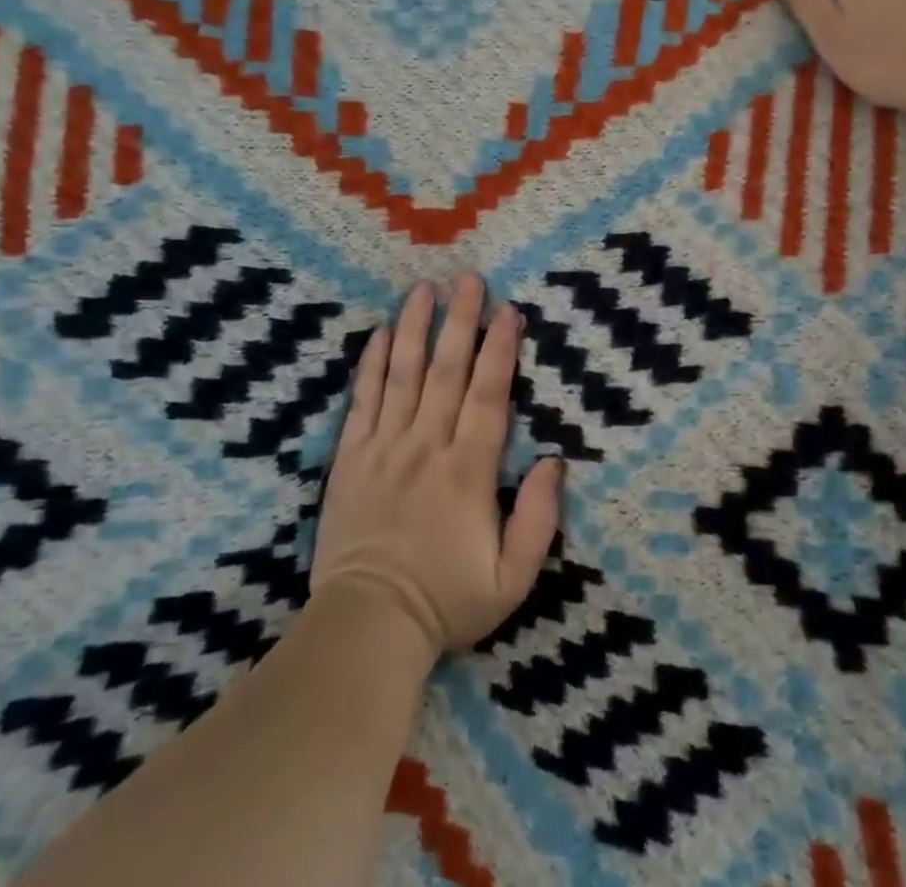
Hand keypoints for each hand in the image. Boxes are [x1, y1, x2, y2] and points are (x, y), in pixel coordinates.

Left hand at [311, 275, 563, 656]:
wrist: (367, 626)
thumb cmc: (446, 601)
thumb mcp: (512, 579)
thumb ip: (538, 519)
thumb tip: (555, 461)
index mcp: (468, 470)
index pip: (488, 394)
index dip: (500, 349)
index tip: (509, 310)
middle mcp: (427, 445)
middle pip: (446, 370)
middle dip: (461, 321)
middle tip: (468, 278)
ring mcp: (384, 447)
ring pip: (403, 374)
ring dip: (416, 327)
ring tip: (423, 288)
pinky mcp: (350, 458)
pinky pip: (362, 400)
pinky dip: (372, 364)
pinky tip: (381, 333)